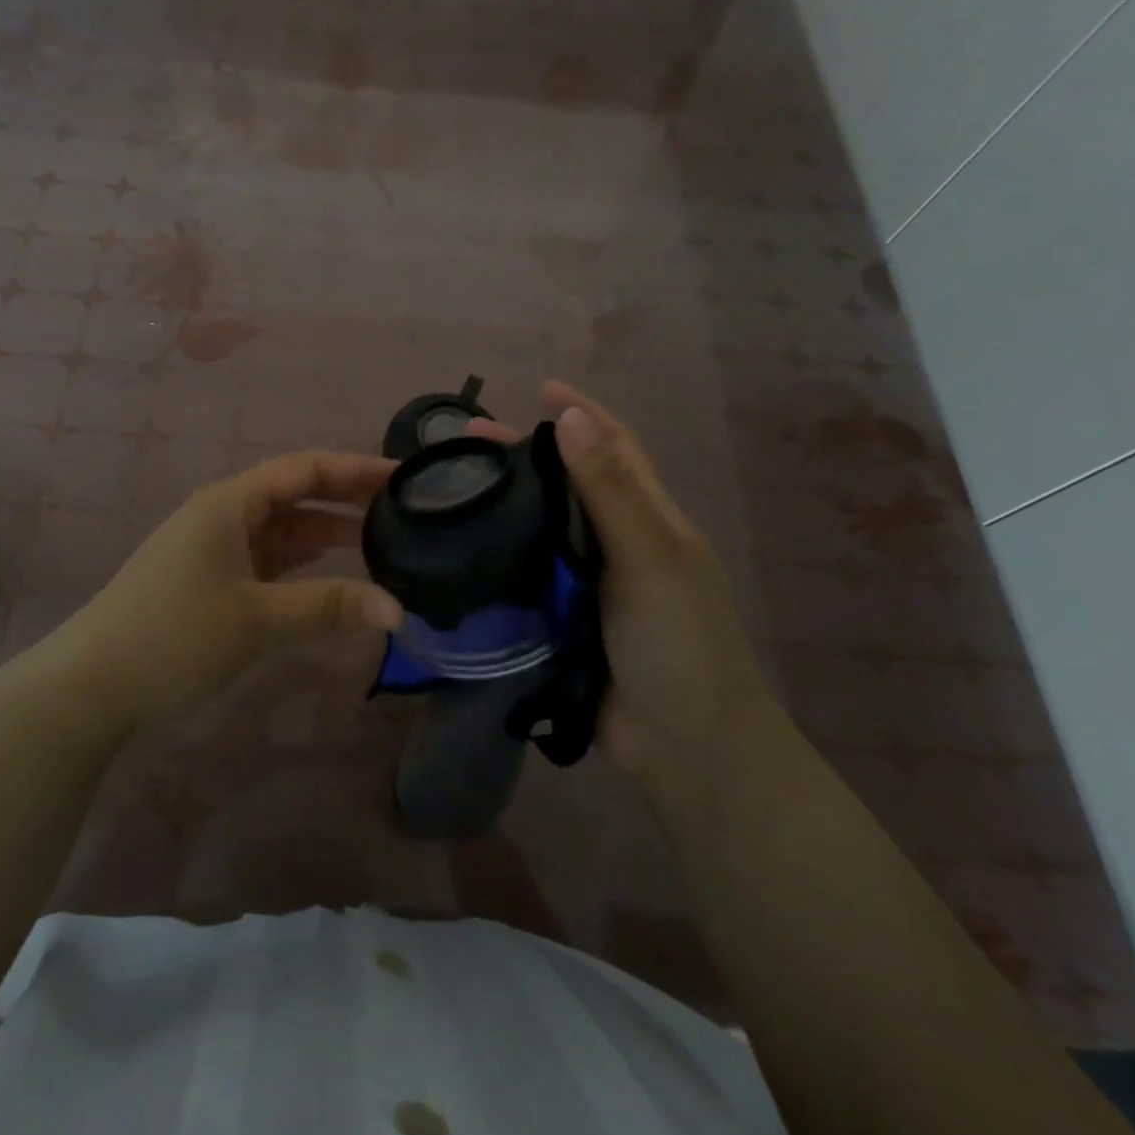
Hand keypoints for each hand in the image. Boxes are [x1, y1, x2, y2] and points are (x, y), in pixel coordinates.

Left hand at [61, 451, 404, 728]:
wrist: (89, 687)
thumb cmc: (173, 637)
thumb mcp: (257, 619)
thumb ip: (328, 607)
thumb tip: (397, 610)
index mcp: (230, 504)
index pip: (304, 470)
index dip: (355, 469)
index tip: (404, 476)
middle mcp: (222, 515)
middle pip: (295, 495)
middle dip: (346, 499)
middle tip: (404, 509)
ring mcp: (213, 548)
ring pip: (282, 530)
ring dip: (326, 535)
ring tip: (381, 542)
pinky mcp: (209, 580)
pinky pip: (267, 560)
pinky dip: (302, 565)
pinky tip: (331, 577)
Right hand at [468, 383, 768, 786]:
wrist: (684, 745)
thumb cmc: (679, 641)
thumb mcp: (651, 557)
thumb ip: (610, 490)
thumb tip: (570, 417)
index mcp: (646, 518)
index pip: (613, 447)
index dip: (581, 414)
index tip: (539, 389)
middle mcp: (615, 543)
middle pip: (565, 485)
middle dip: (523, 457)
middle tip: (464, 442)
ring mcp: (587, 585)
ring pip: (538, 530)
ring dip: (503, 506)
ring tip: (450, 491)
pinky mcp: (559, 621)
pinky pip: (522, 578)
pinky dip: (495, 559)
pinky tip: (457, 552)